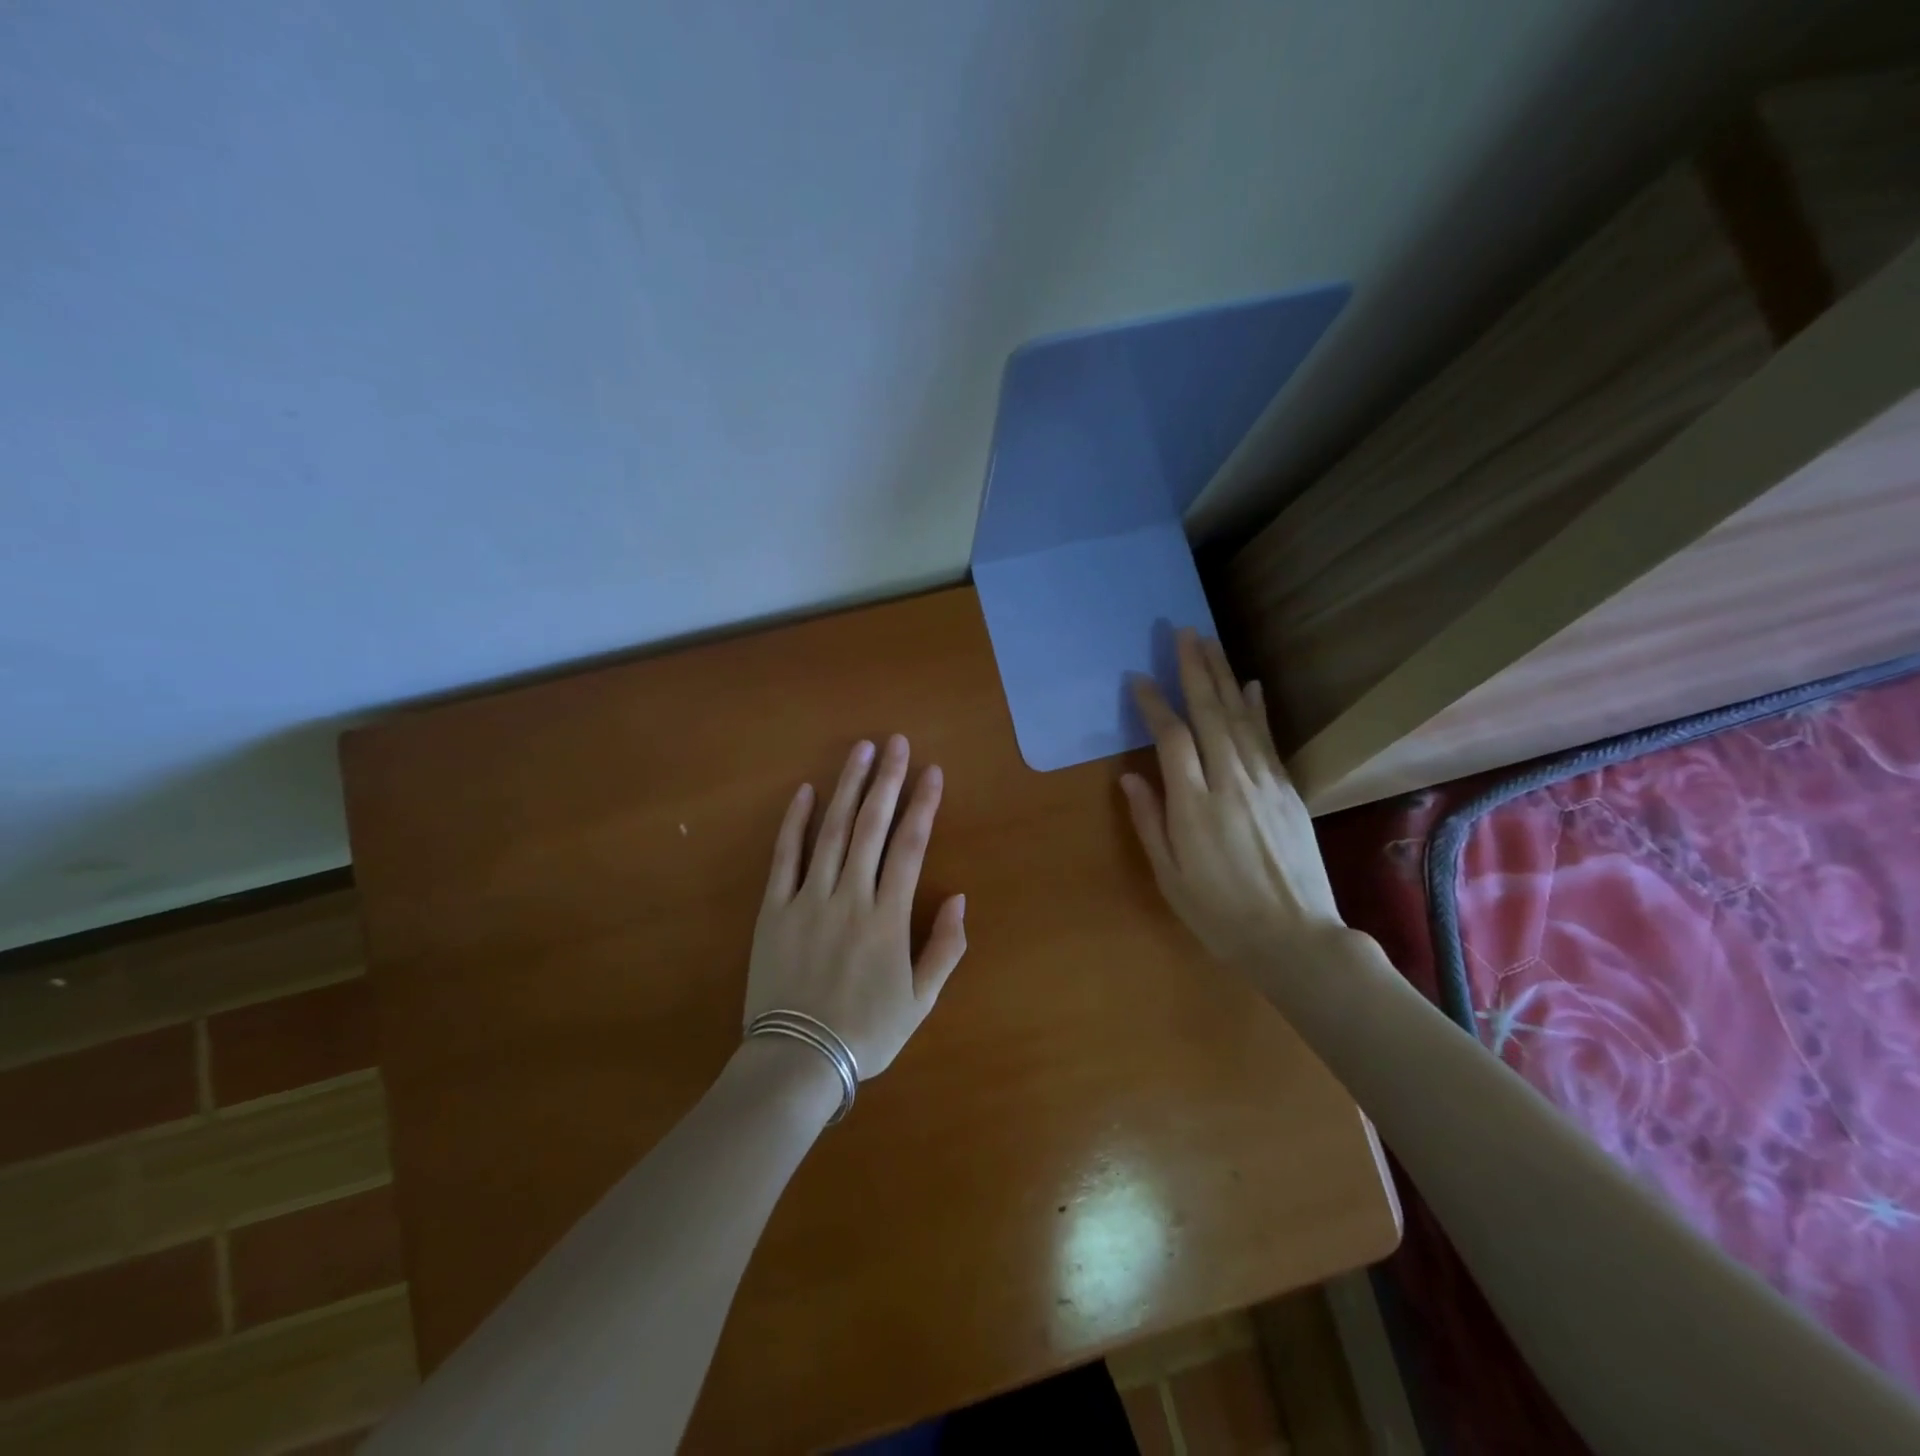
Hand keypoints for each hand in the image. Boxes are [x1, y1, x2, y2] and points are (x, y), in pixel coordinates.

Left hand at [746, 735, 966, 1077]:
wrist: (798, 1061)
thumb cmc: (866, 1032)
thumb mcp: (921, 1000)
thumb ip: (945, 947)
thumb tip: (960, 898)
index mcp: (888, 917)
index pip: (910, 847)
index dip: (923, 805)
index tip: (932, 771)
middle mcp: (850, 896)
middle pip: (872, 827)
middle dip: (888, 781)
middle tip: (897, 742)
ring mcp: (809, 899)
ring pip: (831, 831)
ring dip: (847, 788)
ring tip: (860, 751)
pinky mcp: (774, 909)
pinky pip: (784, 858)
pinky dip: (794, 823)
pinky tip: (805, 792)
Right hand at [1119, 630, 1345, 973]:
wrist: (1295, 938)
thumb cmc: (1219, 914)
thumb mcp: (1170, 876)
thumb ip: (1150, 822)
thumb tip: (1131, 777)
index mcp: (1194, 806)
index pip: (1171, 739)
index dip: (1154, 705)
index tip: (1138, 679)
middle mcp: (1230, 783)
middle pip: (1210, 714)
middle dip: (1194, 670)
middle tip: (1183, 633)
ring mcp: (1265, 783)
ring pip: (1240, 718)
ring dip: (1223, 677)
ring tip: (1210, 643)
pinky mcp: (1288, 791)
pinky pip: (1268, 739)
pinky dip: (1257, 709)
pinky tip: (1250, 686)